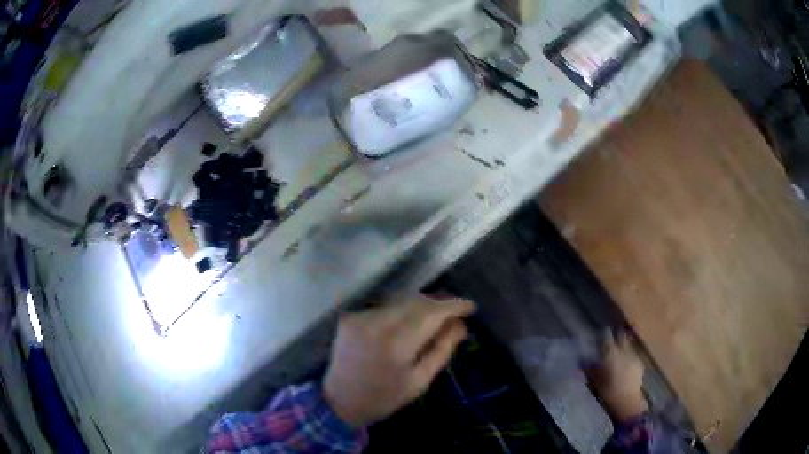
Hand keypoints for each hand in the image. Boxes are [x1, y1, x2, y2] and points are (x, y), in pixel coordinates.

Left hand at [323, 296, 474, 427]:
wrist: (339, 401)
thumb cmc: (384, 397)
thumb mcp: (420, 381)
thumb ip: (442, 350)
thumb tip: (460, 324)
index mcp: (397, 344)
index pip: (431, 313)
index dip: (453, 306)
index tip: (470, 306)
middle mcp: (377, 324)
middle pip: (416, 301)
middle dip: (438, 304)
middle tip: (454, 314)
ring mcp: (360, 318)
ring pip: (400, 301)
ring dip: (420, 306)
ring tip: (434, 318)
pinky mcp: (350, 318)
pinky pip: (384, 308)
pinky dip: (400, 311)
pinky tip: (407, 323)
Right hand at [585, 332, 647, 423]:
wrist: (628, 401)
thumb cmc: (608, 392)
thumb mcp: (595, 381)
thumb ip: (590, 368)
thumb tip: (583, 360)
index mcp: (611, 354)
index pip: (607, 339)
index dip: (604, 334)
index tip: (601, 332)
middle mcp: (624, 352)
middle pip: (621, 338)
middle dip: (617, 335)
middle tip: (612, 336)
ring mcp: (633, 356)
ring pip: (628, 345)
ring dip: (623, 345)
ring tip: (619, 349)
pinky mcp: (639, 363)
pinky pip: (633, 354)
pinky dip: (628, 355)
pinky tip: (625, 362)